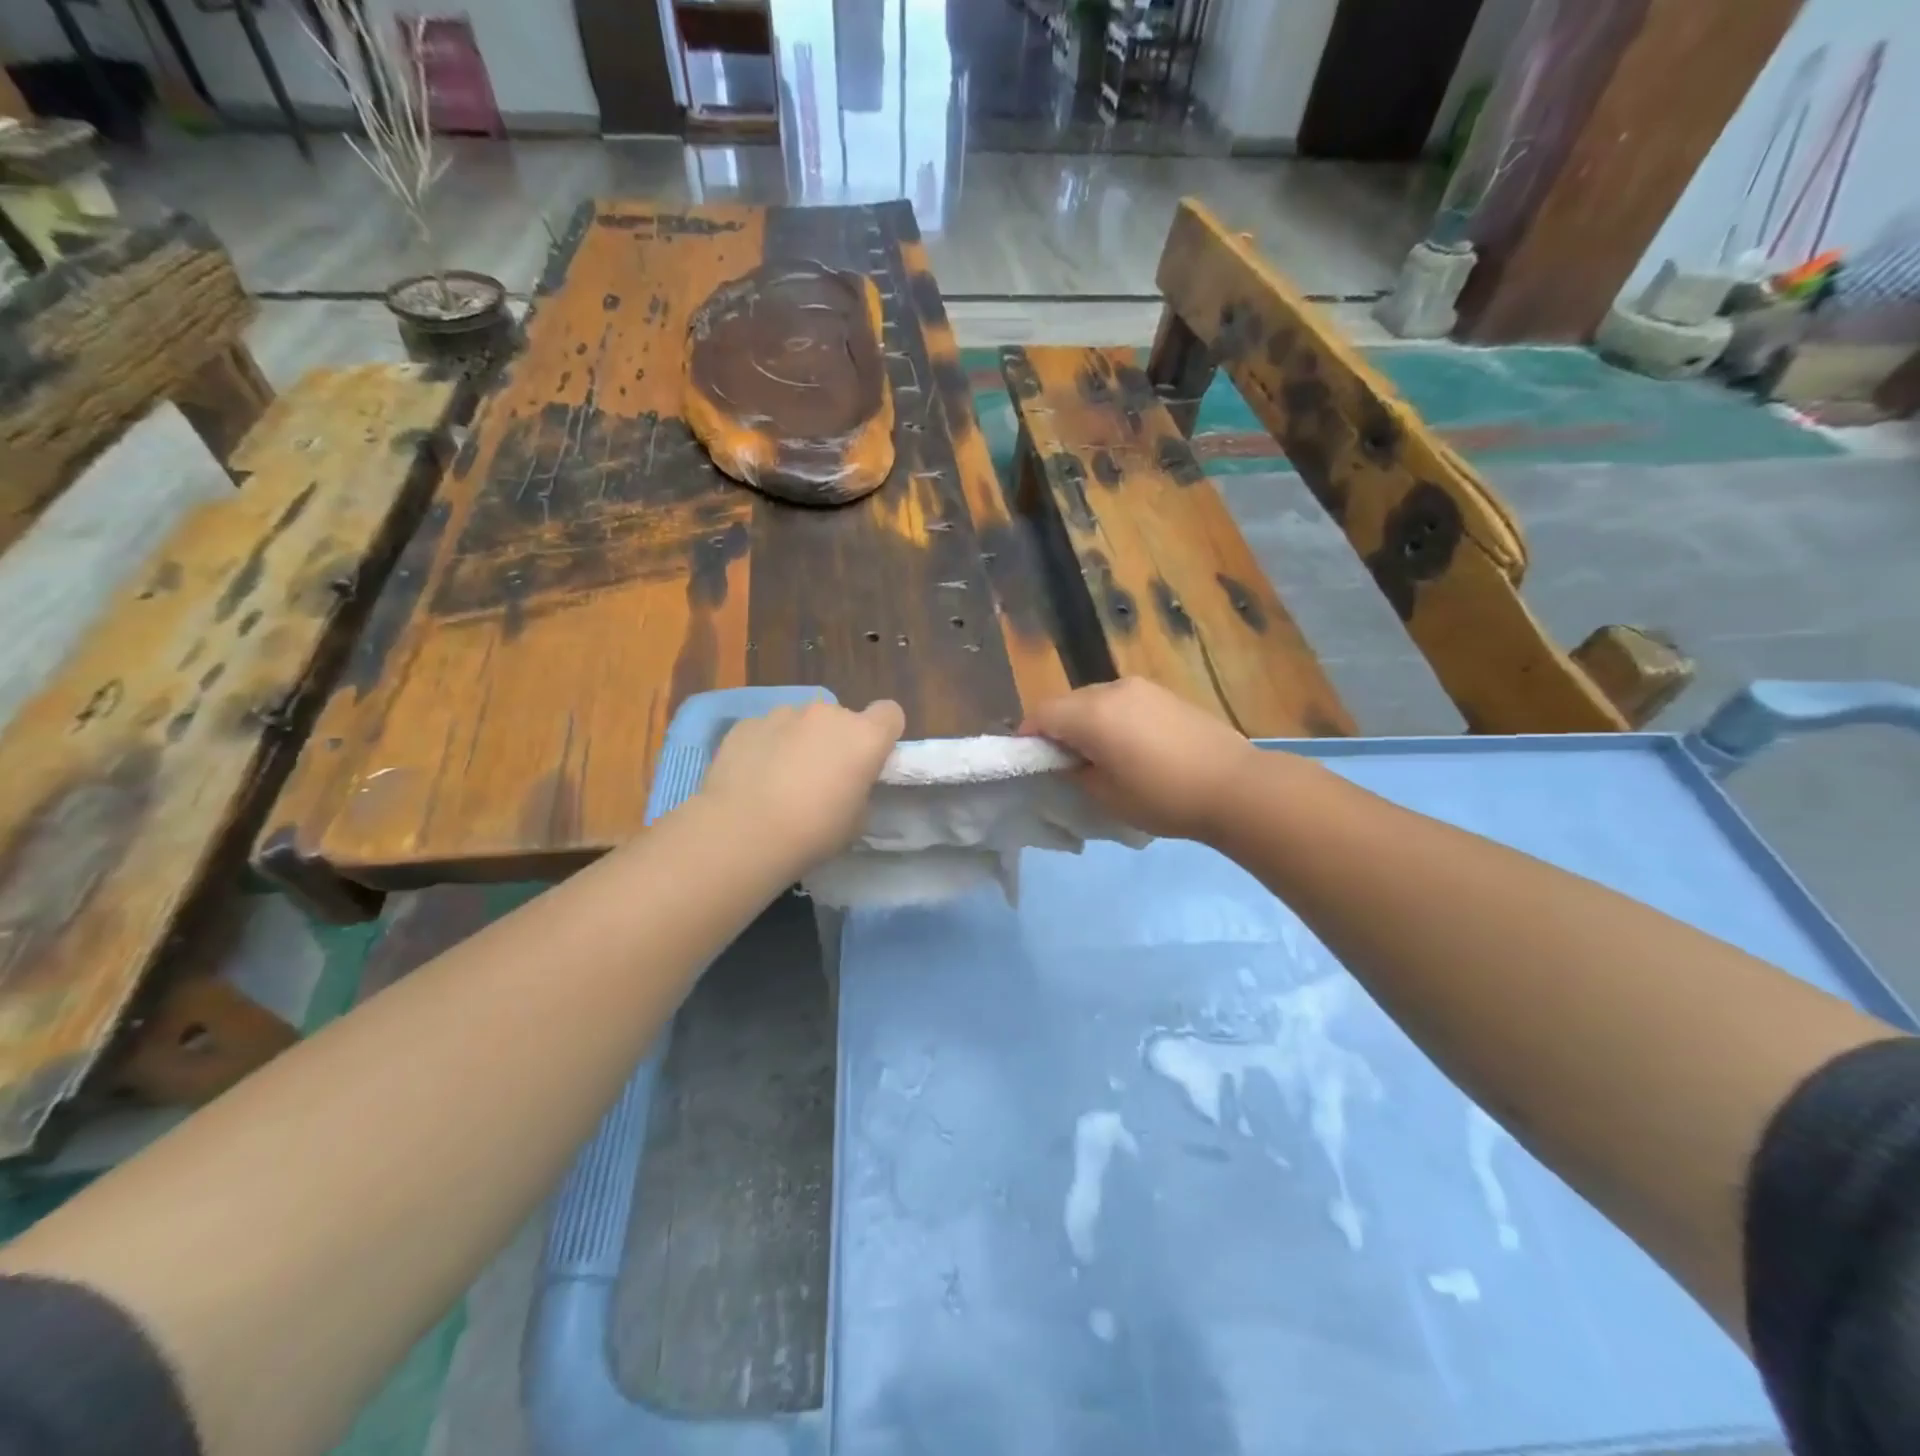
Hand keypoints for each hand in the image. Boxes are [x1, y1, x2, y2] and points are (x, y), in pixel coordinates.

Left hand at [700, 698, 904, 869]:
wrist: (742, 833)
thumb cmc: (812, 832)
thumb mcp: (856, 821)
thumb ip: (860, 790)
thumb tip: (847, 784)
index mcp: (864, 737)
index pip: (890, 713)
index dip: (883, 734)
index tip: (871, 759)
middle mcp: (827, 714)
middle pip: (842, 718)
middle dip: (836, 740)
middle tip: (822, 778)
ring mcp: (783, 714)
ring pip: (801, 722)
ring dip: (800, 742)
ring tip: (781, 779)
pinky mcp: (746, 724)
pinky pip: (767, 731)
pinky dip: (766, 747)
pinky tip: (753, 778)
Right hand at [1021, 679, 1261, 841]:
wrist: (1235, 786)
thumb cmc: (1163, 797)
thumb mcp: (1106, 795)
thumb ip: (1075, 772)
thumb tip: (1066, 759)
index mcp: (1092, 713)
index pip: (1042, 714)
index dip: (1029, 737)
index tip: (1032, 761)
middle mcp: (1113, 689)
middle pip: (1068, 702)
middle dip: (1058, 728)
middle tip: (1066, 763)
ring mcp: (1143, 688)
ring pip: (1096, 699)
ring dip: (1087, 722)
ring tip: (1101, 755)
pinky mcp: (1166, 694)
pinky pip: (1123, 701)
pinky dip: (1114, 719)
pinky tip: (1132, 746)